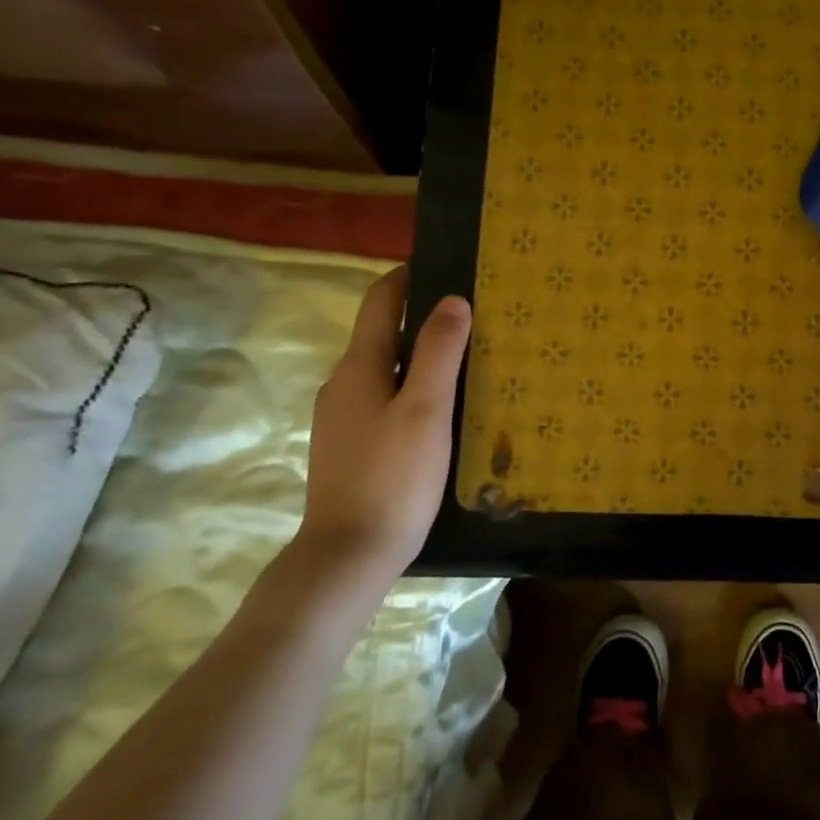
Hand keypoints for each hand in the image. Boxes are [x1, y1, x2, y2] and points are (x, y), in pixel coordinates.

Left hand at [293, 268, 471, 595]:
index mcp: (359, 366)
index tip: (450, 266)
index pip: (381, 300)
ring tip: (470, 360)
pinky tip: (444, 409)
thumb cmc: (393, 477)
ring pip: (386, 369)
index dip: (410, 276)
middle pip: (384, 332)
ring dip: (422, 356)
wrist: (349, 553)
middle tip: (476, 317)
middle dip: (425, 317)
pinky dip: (414, 388)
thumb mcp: (427, 409)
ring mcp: (343, 417)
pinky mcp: (352, 446)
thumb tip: (453, 300)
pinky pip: (386, 399)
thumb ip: (439, 352)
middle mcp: (344, 383)